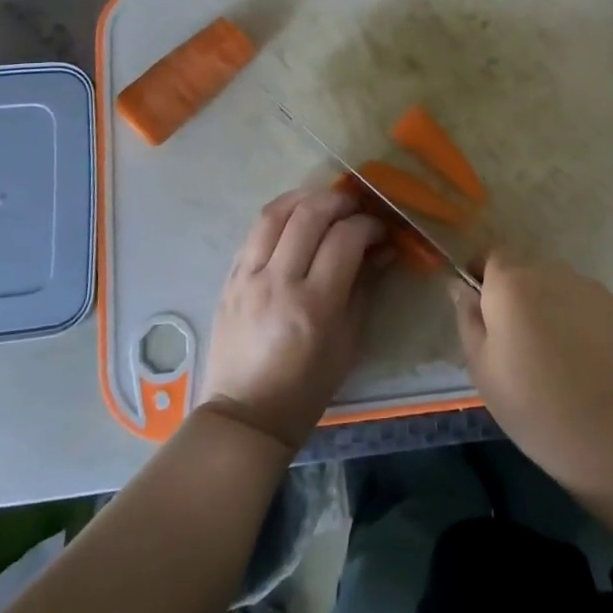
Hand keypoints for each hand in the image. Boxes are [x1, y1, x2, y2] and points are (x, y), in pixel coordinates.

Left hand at [202, 187, 385, 452]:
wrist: (245, 415)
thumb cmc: (307, 387)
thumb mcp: (348, 342)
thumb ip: (365, 288)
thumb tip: (383, 249)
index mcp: (314, 304)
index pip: (345, 239)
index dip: (368, 225)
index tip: (380, 230)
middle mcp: (278, 282)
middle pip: (309, 215)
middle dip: (339, 201)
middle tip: (356, 207)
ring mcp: (248, 277)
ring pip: (275, 213)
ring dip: (305, 197)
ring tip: (324, 202)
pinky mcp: (229, 278)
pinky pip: (254, 232)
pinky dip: (279, 216)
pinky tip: (295, 219)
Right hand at [450, 247, 612, 485]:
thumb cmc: (534, 403)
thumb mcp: (482, 368)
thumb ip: (468, 318)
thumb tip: (460, 287)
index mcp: (511, 282)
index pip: (490, 255)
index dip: (483, 275)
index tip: (481, 307)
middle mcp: (550, 272)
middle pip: (526, 272)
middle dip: (517, 297)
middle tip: (516, 343)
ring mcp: (589, 288)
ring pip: (558, 289)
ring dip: (549, 308)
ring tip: (554, 356)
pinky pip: (586, 306)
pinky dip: (579, 323)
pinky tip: (584, 362)